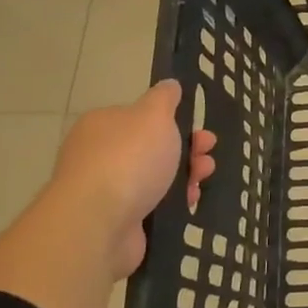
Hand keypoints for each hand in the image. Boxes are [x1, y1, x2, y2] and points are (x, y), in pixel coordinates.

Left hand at [50, 79, 216, 282]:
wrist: (99, 223)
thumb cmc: (129, 159)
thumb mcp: (154, 116)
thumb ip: (164, 99)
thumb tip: (169, 85)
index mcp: (103, 125)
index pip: (140, 118)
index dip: (173, 121)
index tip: (198, 128)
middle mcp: (99, 155)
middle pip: (151, 148)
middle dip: (185, 149)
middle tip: (208, 153)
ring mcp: (106, 191)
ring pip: (154, 178)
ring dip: (184, 176)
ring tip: (204, 178)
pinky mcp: (115, 221)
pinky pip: (151, 206)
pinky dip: (172, 203)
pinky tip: (190, 202)